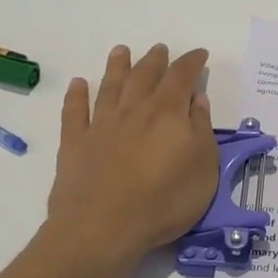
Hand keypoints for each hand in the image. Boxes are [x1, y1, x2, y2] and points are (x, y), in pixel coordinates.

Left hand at [47, 44, 219, 265]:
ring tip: (121, 51)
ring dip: (117, 66)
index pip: (182, 76)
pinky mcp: (75, 143)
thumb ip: (201, 129)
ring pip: (109, 86)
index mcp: (167, 112)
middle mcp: (134, 109)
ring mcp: (101, 124)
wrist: (103, 227)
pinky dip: (76, 95)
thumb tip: (197, 99)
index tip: (200, 54)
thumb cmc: (164, 200)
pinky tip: (78, 84)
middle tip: (160, 49)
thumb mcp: (203, 167)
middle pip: (145, 75)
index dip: (192, 62)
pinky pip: (74, 112)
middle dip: (156, 60)